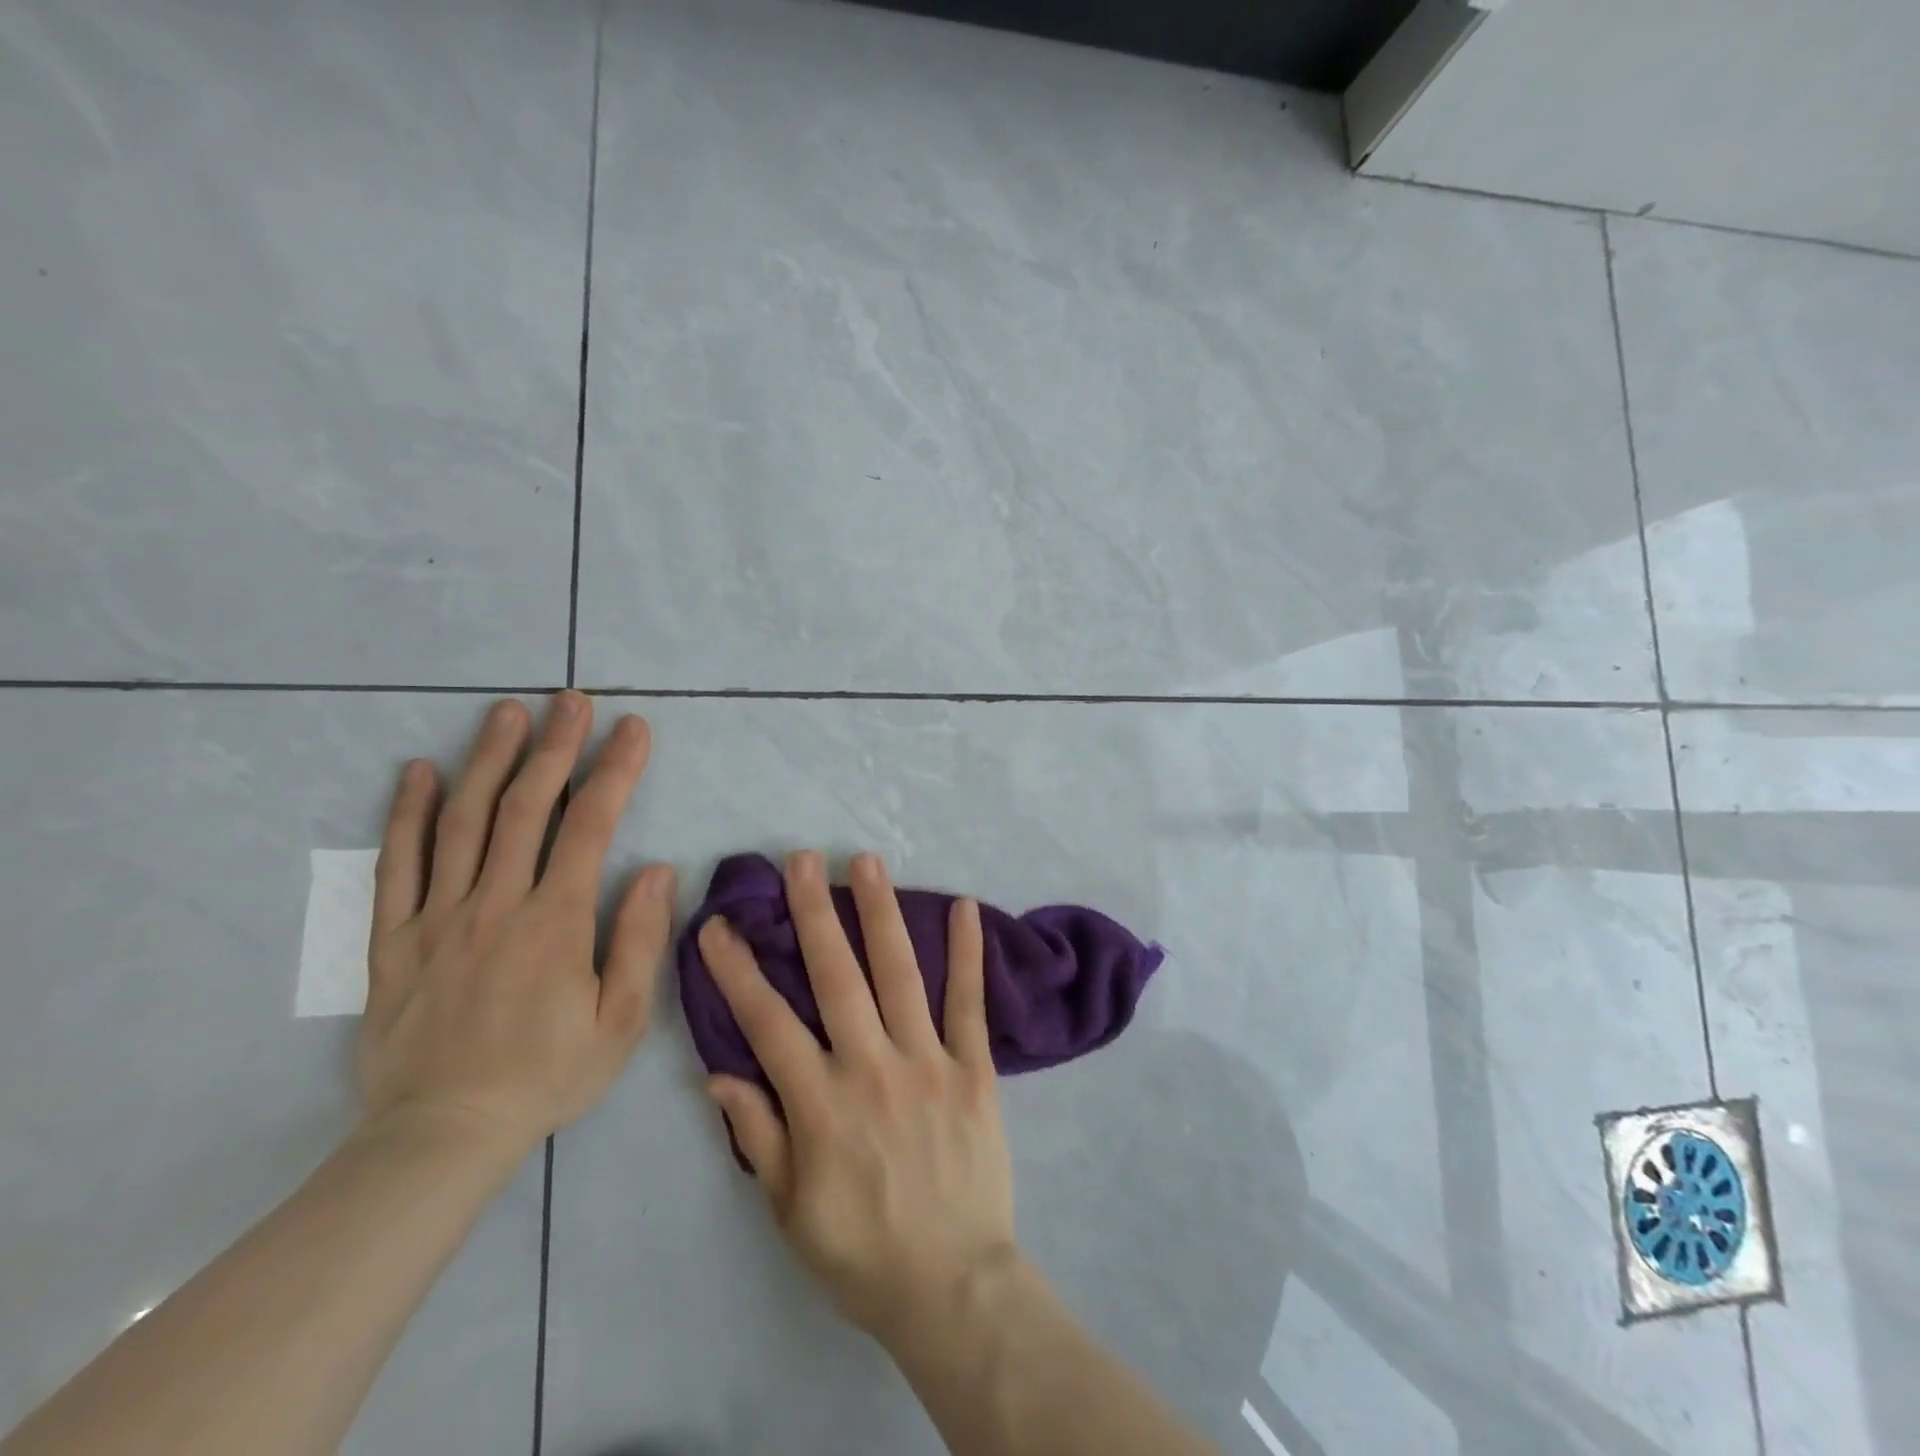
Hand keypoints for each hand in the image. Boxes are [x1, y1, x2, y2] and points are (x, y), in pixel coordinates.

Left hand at [356, 692, 674, 1160]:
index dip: (615, 770)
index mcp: (555, 922)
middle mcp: (495, 904)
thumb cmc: (547, 1075)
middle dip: (554, 746)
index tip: (634, 728)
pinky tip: (418, 772)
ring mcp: (438, 918)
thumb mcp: (621, 1021)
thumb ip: (638, 940)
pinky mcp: (394, 940)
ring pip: (462, 822)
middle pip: (526, 807)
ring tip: (506, 712)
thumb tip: (655, 869)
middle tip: (571, 699)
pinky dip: (407, 814)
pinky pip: (396, 866)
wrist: (443, 1135)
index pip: (591, 826)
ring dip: (487, 760)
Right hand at [697, 850, 1018, 1341]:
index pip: (767, 1022)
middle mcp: (871, 1067)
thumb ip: (759, 1136)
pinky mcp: (974, 1069)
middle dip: (814, 913)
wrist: (953, 1286)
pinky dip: (967, 953)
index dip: (737, 971)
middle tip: (801, 860)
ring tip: (867, 862)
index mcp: (820, 1103)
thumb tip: (720, 1074)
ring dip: (880, 913)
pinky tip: (963, 907)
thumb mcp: (789, 1211)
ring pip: (899, 973)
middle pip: (836, 976)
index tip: (717, 926)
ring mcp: (928, 1061)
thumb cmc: (862, 1253)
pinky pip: (969, 1003)